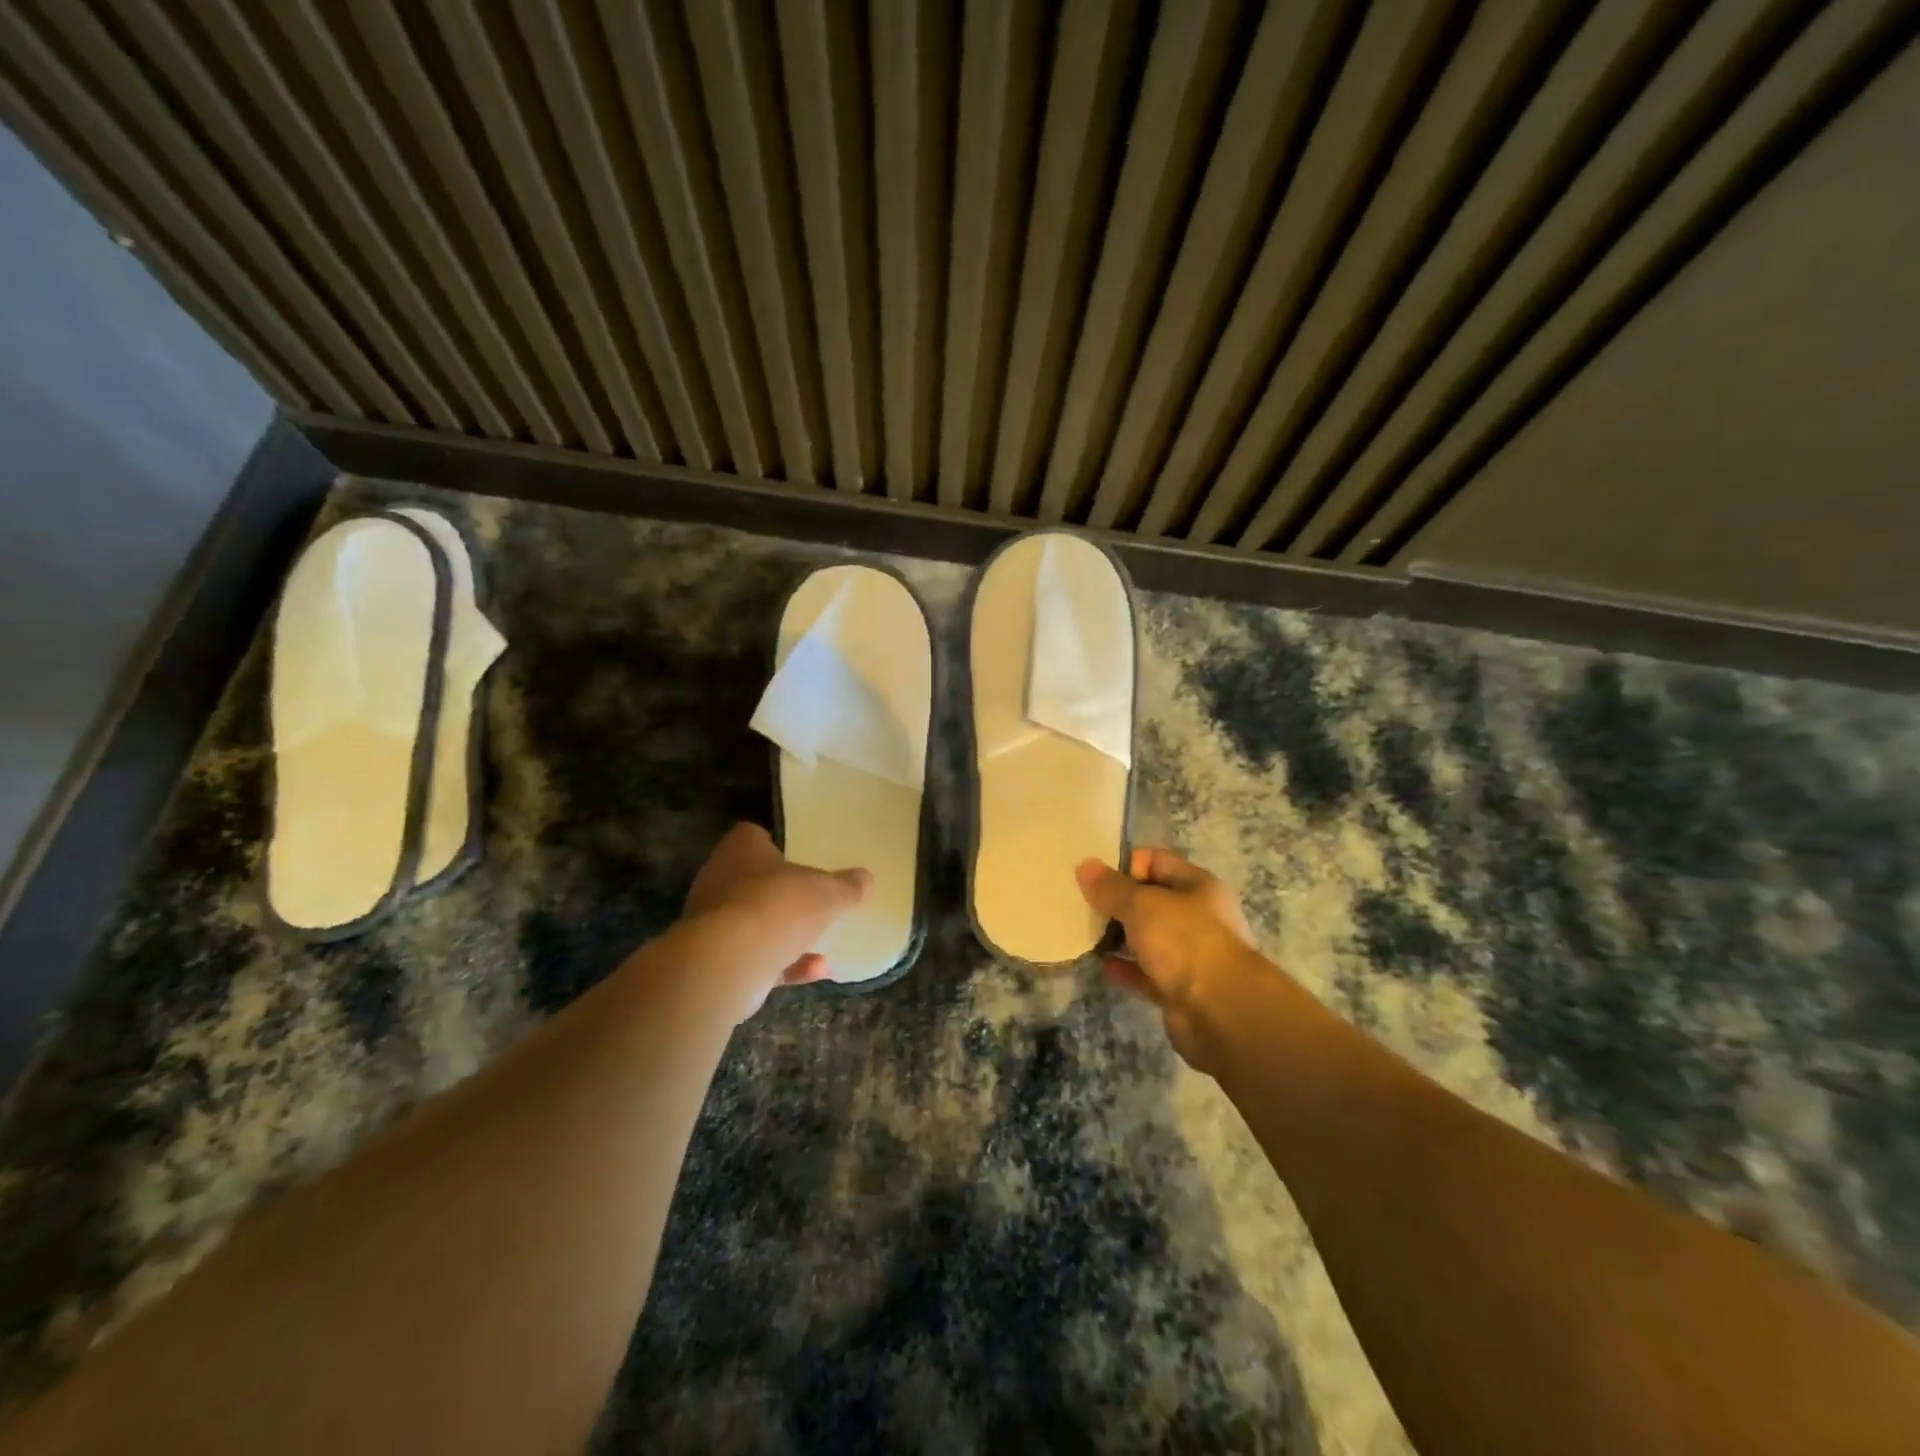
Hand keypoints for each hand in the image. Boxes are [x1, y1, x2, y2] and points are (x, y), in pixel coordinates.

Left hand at [680, 823, 870, 1017]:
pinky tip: (818, 970)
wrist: (728, 963)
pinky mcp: (716, 960)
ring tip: (821, 941)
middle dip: (780, 892)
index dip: (773, 844)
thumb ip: (847, 886)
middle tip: (811, 898)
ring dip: (784, 933)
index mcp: (741, 850)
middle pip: (752, 880)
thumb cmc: (777, 906)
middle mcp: (719, 880)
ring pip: (753, 922)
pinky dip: (785, 964)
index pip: (751, 836)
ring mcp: (713, 923)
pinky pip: (756, 957)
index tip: (798, 855)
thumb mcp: (827, 893)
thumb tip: (866, 879)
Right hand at [1077, 847, 1261, 1070]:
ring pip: (1148, 938)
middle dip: (1118, 903)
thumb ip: (1111, 887)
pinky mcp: (1180, 988)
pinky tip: (1102, 966)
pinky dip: (1126, 969)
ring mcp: (1191, 955)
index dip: (1125, 865)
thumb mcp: (1141, 904)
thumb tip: (1085, 866)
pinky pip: (1147, 973)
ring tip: (1086, 934)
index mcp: (1197, 886)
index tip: (1095, 878)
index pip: (1156, 861)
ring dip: (1120, 937)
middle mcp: (1198, 917)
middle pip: (1151, 901)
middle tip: (1084, 906)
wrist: (1220, 1010)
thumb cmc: (1184, 941)